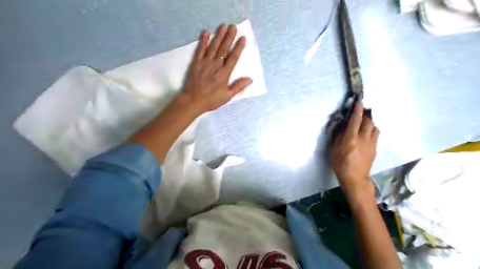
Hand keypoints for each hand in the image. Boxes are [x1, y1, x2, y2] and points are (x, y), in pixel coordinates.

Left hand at [180, 23, 252, 113]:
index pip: (233, 57)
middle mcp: (216, 65)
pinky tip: (205, 33)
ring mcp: (205, 63)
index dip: (238, 47)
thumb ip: (238, 86)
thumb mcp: (227, 96)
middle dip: (229, 37)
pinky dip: (203, 41)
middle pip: (224, 49)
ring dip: (218, 36)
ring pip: (213, 47)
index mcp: (224, 73)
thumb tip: (250, 79)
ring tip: (223, 26)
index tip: (243, 38)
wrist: (193, 100)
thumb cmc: (211, 100)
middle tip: (233, 26)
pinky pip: (200, 50)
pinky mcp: (196, 63)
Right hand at [331, 102, 378, 200]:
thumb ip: (337, 134)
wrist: (354, 177)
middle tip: (359, 115)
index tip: (359, 101)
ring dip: (369, 123)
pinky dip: (372, 130)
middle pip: (368, 121)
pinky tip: (366, 134)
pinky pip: (376, 134)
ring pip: (374, 127)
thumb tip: (340, 123)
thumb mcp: (333, 148)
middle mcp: (363, 138)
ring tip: (363, 124)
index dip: (357, 110)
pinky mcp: (375, 148)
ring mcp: (371, 143)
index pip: (355, 120)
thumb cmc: (340, 163)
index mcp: (350, 138)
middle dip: (364, 115)